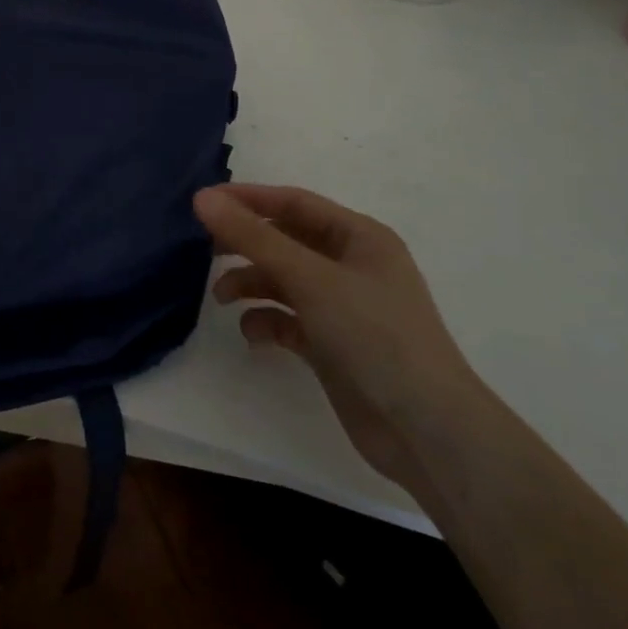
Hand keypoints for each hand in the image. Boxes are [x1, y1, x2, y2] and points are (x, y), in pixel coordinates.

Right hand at [194, 183, 486, 498]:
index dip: (247, 199)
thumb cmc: (373, 335)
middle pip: (285, 240)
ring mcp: (343, 307)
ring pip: (284, 280)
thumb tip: (202, 198)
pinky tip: (254, 334)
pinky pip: (289, 320)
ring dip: (251, 283)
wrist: (425, 430)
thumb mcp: (309, 278)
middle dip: (246, 243)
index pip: (293, 203)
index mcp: (359, 237)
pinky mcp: (333, 345)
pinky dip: (267, 321)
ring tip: (222, 297)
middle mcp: (352, 266)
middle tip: (205, 250)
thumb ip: (252, 237)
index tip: (202, 203)